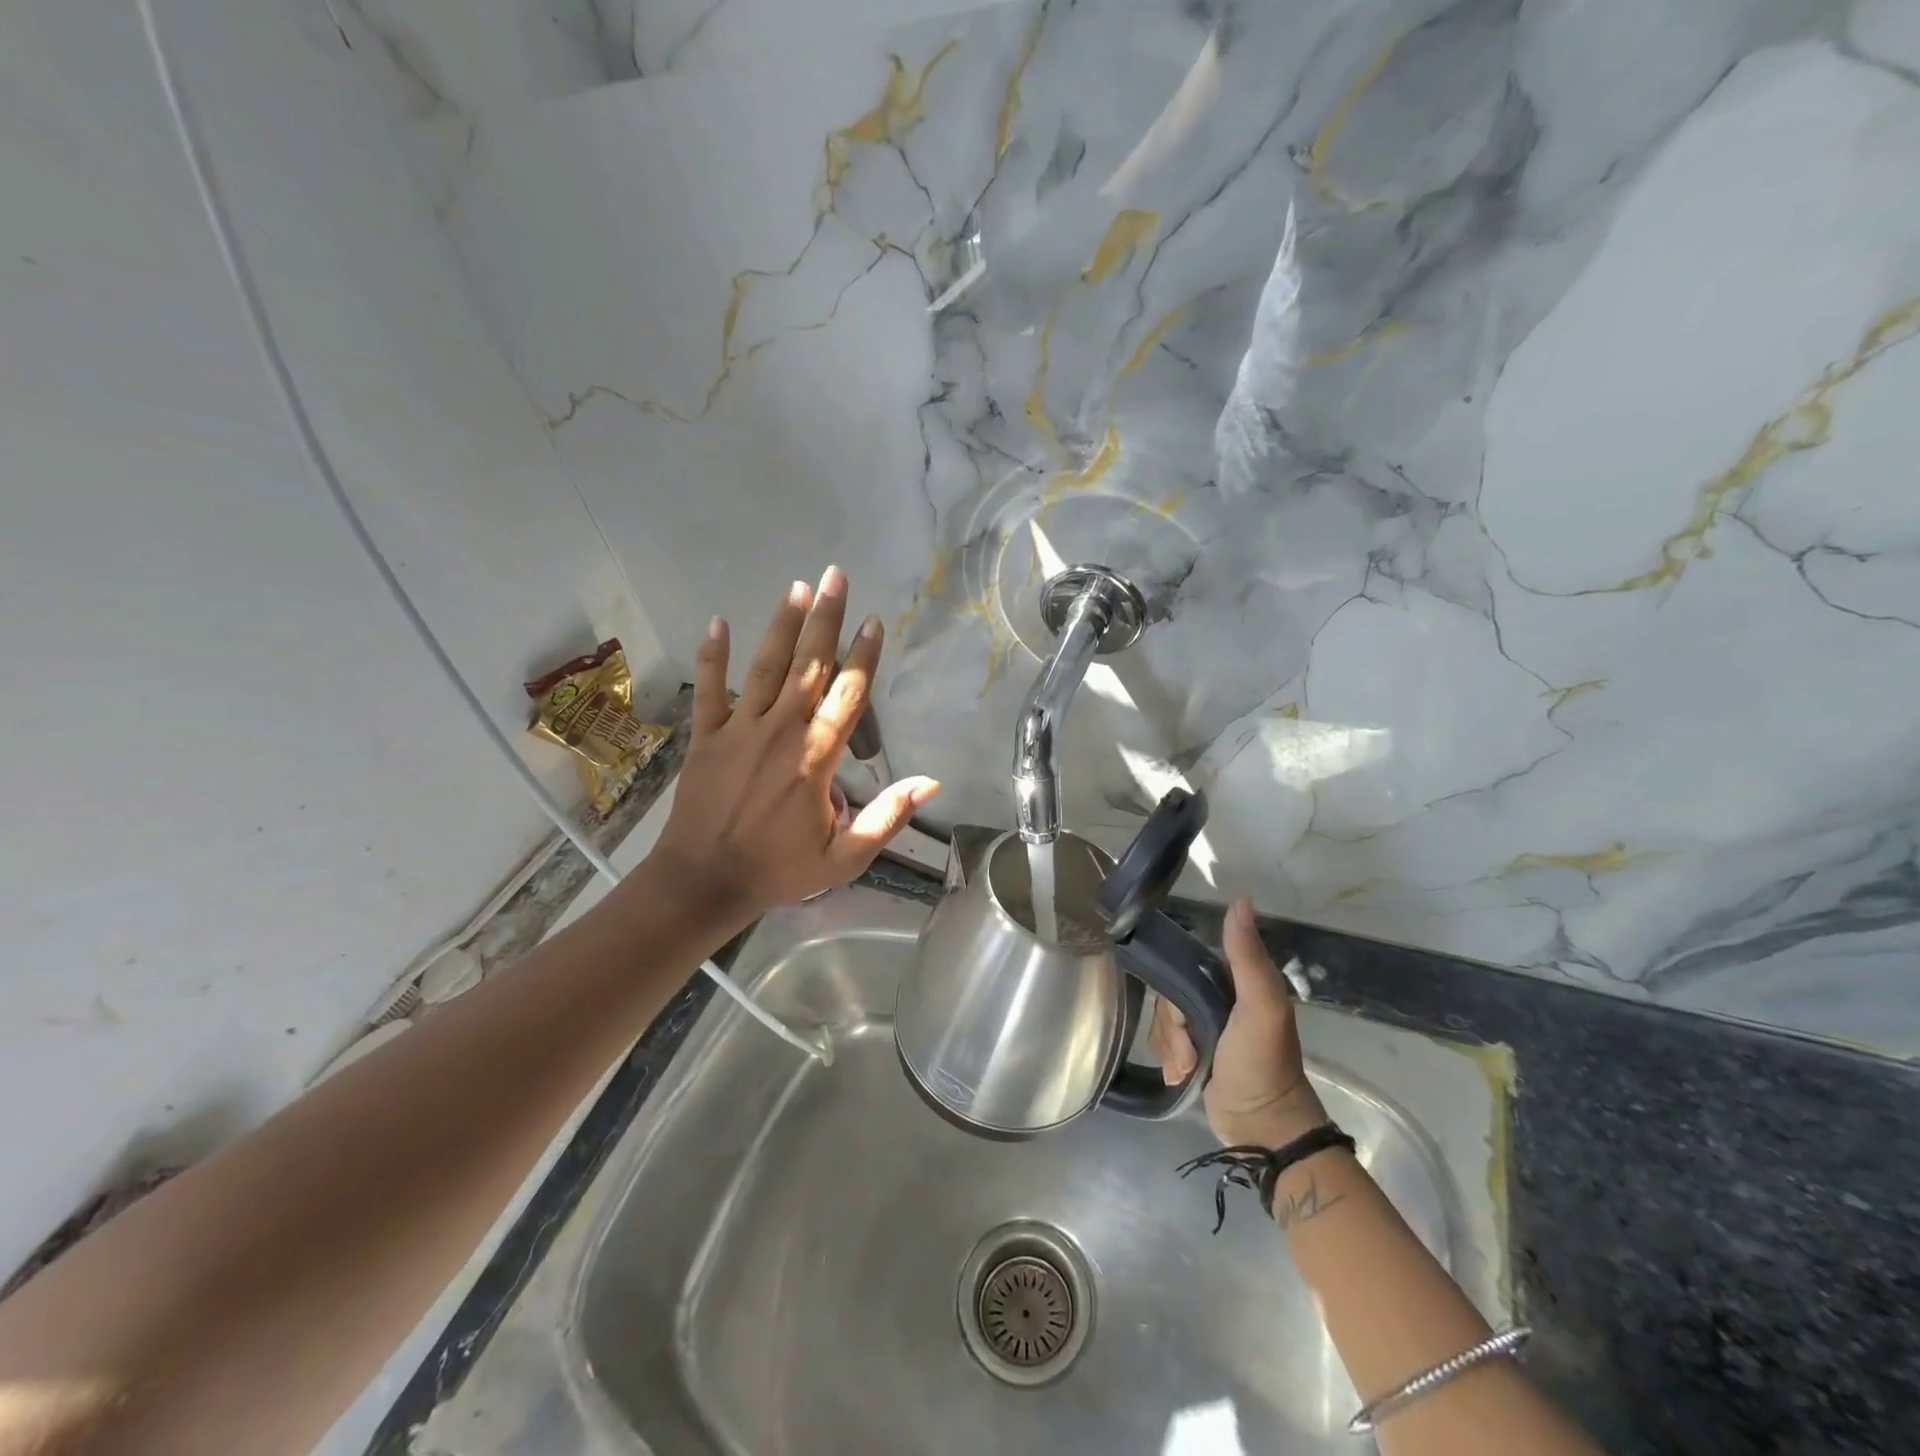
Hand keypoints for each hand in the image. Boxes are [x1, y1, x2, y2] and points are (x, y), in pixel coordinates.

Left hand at [648, 566, 939, 922]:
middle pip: (808, 665)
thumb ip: (887, 817)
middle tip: (836, 575)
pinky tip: (718, 622)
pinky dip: (712, 656)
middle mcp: (780, 731)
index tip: (874, 621)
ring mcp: (738, 730)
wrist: (703, 882)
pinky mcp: (706, 737)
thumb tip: (930, 782)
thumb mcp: (845, 858)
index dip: (863, 655)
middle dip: (825, 618)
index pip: (847, 695)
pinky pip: (709, 689)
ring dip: (782, 625)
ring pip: (764, 667)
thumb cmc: (778, 870)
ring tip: (797, 587)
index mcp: (815, 758)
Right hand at [1150, 897, 1326, 1147]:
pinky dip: (1168, 1059)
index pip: (1185, 963)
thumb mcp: (1261, 1006)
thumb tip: (1240, 898)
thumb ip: (1247, 956)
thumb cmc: (1262, 1063)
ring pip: (1163, 1019)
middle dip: (1171, 1027)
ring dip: (1170, 1046)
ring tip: (1188, 1069)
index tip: (1179, 1017)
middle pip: (1169, 994)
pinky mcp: (1194, 1053)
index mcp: (1235, 980)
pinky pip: (1164, 1042)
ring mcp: (1205, 1027)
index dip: (1174, 985)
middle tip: (1188, 1052)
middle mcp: (1218, 998)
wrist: (1262, 1129)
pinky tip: (1180, 1076)